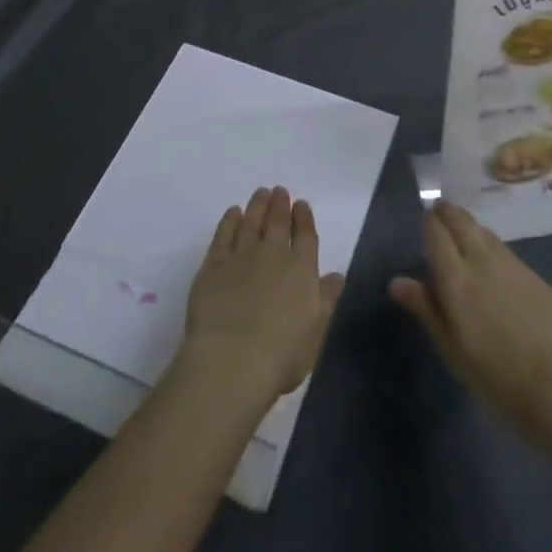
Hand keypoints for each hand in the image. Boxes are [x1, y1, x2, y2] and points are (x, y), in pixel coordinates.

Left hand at [179, 187, 344, 407]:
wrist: (232, 360)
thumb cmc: (281, 355)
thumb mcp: (316, 332)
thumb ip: (326, 300)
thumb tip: (337, 276)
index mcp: (302, 270)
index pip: (306, 236)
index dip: (303, 218)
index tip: (301, 204)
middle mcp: (274, 255)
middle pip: (278, 222)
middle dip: (280, 205)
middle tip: (279, 191)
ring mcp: (242, 256)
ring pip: (251, 222)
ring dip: (257, 206)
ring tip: (260, 193)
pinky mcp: (214, 264)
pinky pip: (224, 234)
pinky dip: (230, 221)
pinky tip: (233, 213)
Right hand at [390, 201, 551, 434]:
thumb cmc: (495, 377)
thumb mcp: (451, 349)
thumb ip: (426, 309)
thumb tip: (397, 281)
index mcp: (456, 277)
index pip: (435, 231)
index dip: (428, 223)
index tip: (424, 227)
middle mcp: (482, 260)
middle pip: (461, 219)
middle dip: (448, 213)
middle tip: (439, 218)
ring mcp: (513, 265)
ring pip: (485, 231)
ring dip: (470, 228)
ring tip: (464, 240)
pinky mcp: (536, 276)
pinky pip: (506, 251)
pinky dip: (492, 249)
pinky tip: (495, 272)